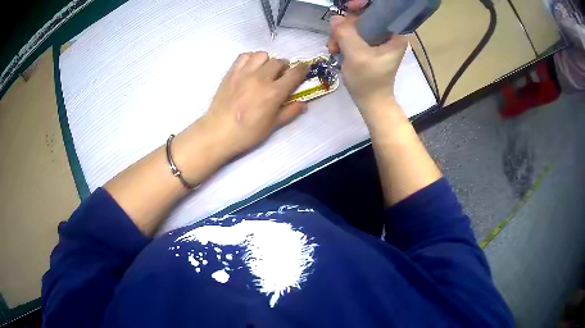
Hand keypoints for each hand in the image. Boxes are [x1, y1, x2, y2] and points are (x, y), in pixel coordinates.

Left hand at [200, 52, 309, 157]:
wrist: (218, 132)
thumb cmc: (247, 133)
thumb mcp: (272, 126)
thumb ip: (289, 112)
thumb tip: (304, 104)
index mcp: (274, 92)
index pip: (294, 73)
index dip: (302, 69)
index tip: (304, 68)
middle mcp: (261, 78)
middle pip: (279, 61)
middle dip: (284, 67)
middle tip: (281, 75)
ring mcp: (244, 73)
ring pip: (262, 55)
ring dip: (267, 61)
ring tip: (265, 70)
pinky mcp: (231, 72)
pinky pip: (244, 56)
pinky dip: (251, 58)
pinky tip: (250, 68)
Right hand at [327, 10, 407, 113]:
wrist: (371, 102)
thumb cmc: (369, 81)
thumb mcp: (356, 55)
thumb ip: (345, 33)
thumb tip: (335, 18)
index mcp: (395, 34)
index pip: (380, 10)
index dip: (362, 5)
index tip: (348, 8)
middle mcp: (389, 34)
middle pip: (364, 17)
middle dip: (346, 26)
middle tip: (334, 40)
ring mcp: (379, 40)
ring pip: (356, 26)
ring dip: (341, 35)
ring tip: (334, 49)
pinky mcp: (371, 46)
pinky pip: (354, 34)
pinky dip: (343, 40)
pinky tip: (337, 50)